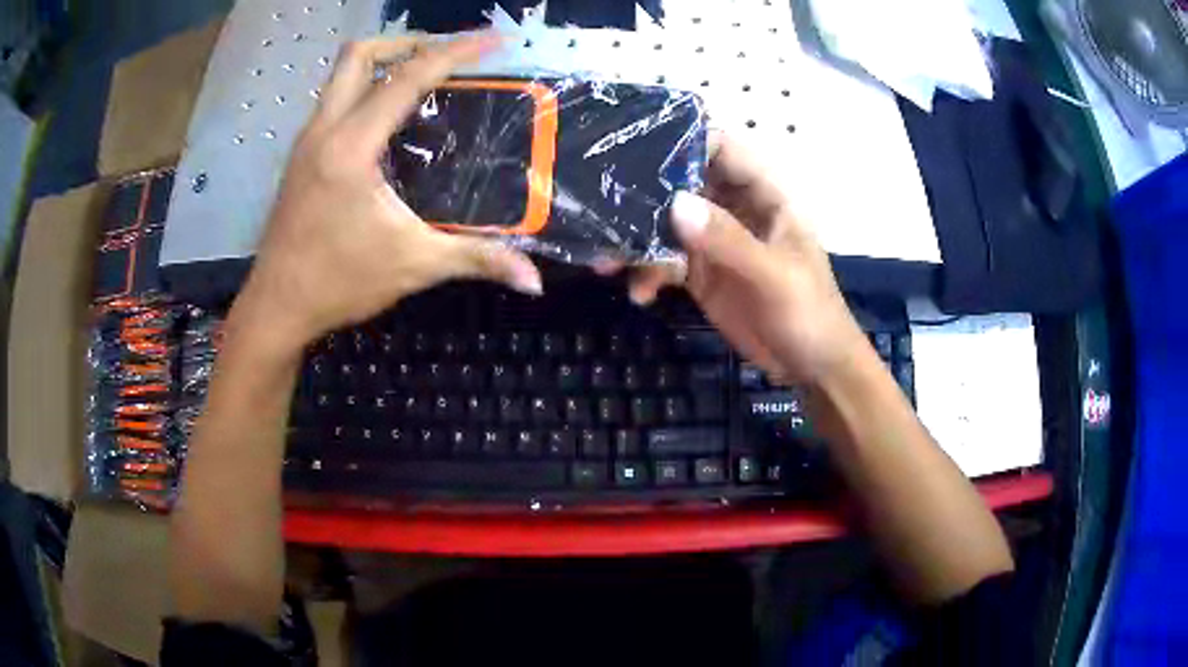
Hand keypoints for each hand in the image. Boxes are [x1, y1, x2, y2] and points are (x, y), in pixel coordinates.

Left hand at [234, 33, 542, 349]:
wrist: (277, 306)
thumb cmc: (339, 283)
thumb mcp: (414, 266)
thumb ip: (476, 260)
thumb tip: (533, 280)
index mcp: (351, 148)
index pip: (406, 78)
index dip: (454, 51)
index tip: (493, 40)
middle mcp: (324, 130)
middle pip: (359, 55)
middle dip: (407, 42)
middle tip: (446, 55)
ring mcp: (306, 140)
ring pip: (341, 74)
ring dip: (383, 62)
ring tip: (424, 77)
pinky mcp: (300, 154)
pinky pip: (334, 99)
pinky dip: (366, 88)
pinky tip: (389, 117)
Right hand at [614, 132, 867, 384]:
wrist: (812, 368)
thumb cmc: (809, 314)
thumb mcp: (774, 276)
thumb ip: (728, 240)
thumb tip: (675, 204)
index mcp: (764, 196)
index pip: (723, 152)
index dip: (685, 144)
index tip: (638, 149)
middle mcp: (735, 210)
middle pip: (685, 184)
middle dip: (646, 193)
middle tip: (603, 205)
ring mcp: (716, 242)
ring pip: (668, 224)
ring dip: (638, 239)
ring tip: (608, 260)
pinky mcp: (701, 273)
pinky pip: (666, 261)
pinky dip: (648, 273)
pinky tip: (638, 293)